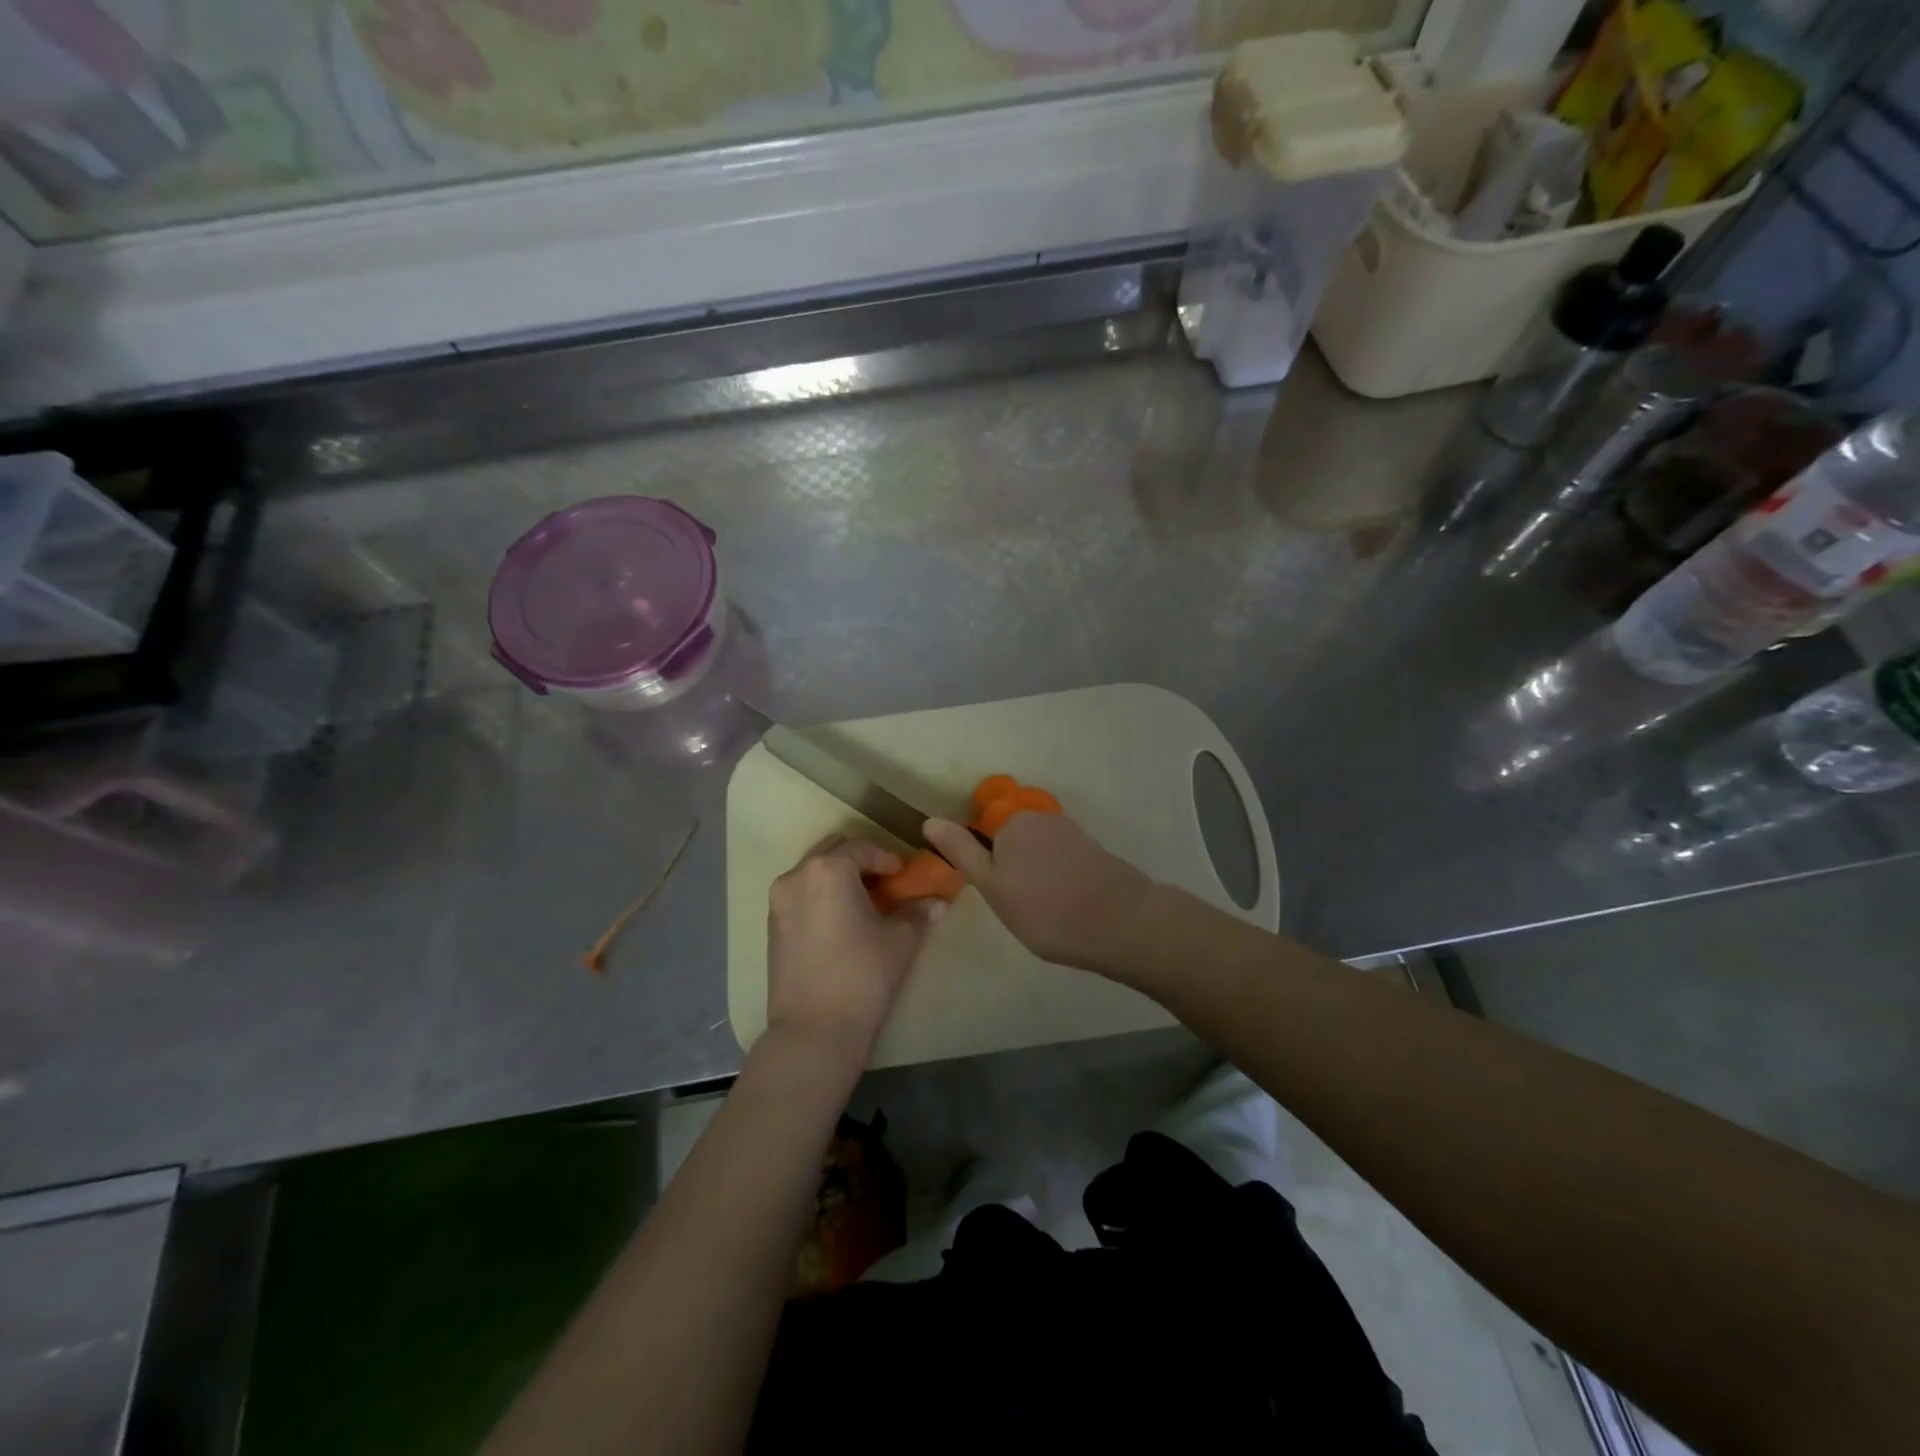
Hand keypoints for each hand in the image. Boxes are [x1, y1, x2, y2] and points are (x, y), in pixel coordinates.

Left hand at [765, 835, 942, 1061]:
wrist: (814, 1031)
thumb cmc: (862, 976)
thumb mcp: (900, 941)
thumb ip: (918, 913)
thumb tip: (938, 901)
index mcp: (828, 869)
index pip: (863, 848)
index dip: (888, 859)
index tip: (905, 876)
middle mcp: (797, 876)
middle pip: (832, 850)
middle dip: (859, 860)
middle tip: (884, 882)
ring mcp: (779, 901)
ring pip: (812, 872)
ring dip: (838, 877)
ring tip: (863, 902)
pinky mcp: (771, 926)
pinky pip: (800, 895)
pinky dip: (821, 896)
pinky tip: (841, 921)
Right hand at [923, 812, 1157, 973]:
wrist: (1119, 922)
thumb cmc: (1044, 909)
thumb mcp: (992, 886)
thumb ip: (962, 852)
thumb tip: (929, 820)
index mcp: (1012, 823)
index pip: (986, 841)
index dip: (990, 872)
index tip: (1002, 899)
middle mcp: (1042, 818)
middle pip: (1015, 845)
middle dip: (1015, 871)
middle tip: (1022, 909)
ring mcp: (1073, 833)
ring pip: (1041, 856)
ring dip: (1040, 878)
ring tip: (1048, 913)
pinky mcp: (1095, 851)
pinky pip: (1066, 864)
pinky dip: (1063, 882)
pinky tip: (1071, 907)